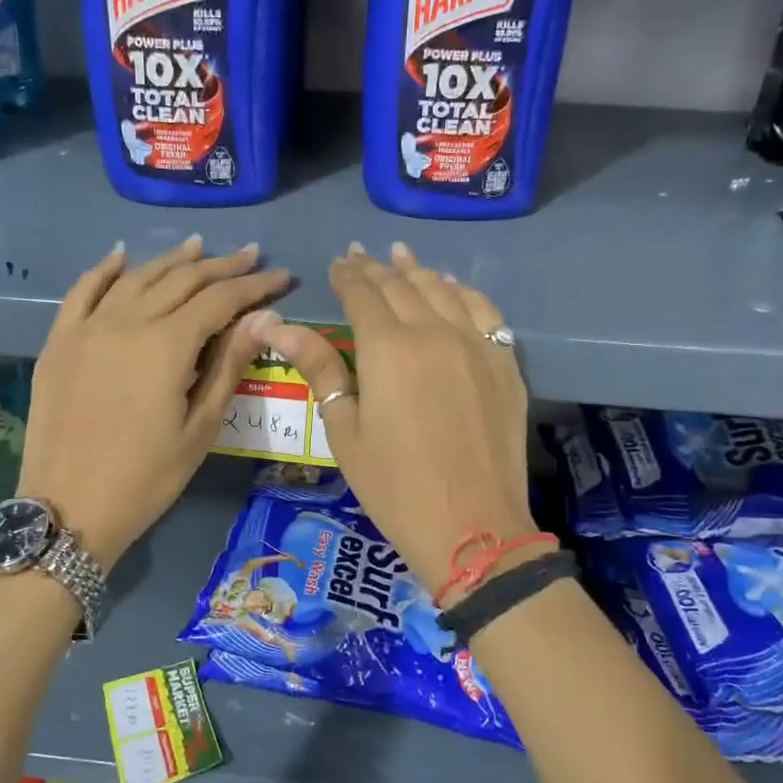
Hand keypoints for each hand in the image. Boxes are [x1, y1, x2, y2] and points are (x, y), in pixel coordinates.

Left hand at [18, 236, 287, 567]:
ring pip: (136, 278)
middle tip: (251, 257)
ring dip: (171, 261)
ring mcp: (88, 328)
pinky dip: (104, 270)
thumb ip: (230, 365)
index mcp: (167, 344)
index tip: (282, 276)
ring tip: (199, 247)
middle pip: (181, 280)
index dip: (255, 286)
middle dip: (221, 266)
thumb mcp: (200, 427)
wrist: (69, 508)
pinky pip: (82, 292)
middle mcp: (127, 322)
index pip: (221, 300)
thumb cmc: (147, 477)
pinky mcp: (60, 342)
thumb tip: (265, 318)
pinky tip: (120, 257)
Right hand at [258, 243, 537, 591]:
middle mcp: (435, 332)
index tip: (337, 264)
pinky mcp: (505, 363)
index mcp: (388, 349)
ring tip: (401, 256)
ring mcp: (477, 344)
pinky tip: (453, 287)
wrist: (472, 527)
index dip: (347, 277)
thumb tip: (276, 326)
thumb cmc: (395, 486)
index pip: (363, 295)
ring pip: (444, 291)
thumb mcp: (345, 431)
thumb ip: (320, 369)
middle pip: (402, 286)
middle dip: (377, 269)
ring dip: (418, 271)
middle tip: (360, 255)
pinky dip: (464, 292)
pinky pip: (484, 310)